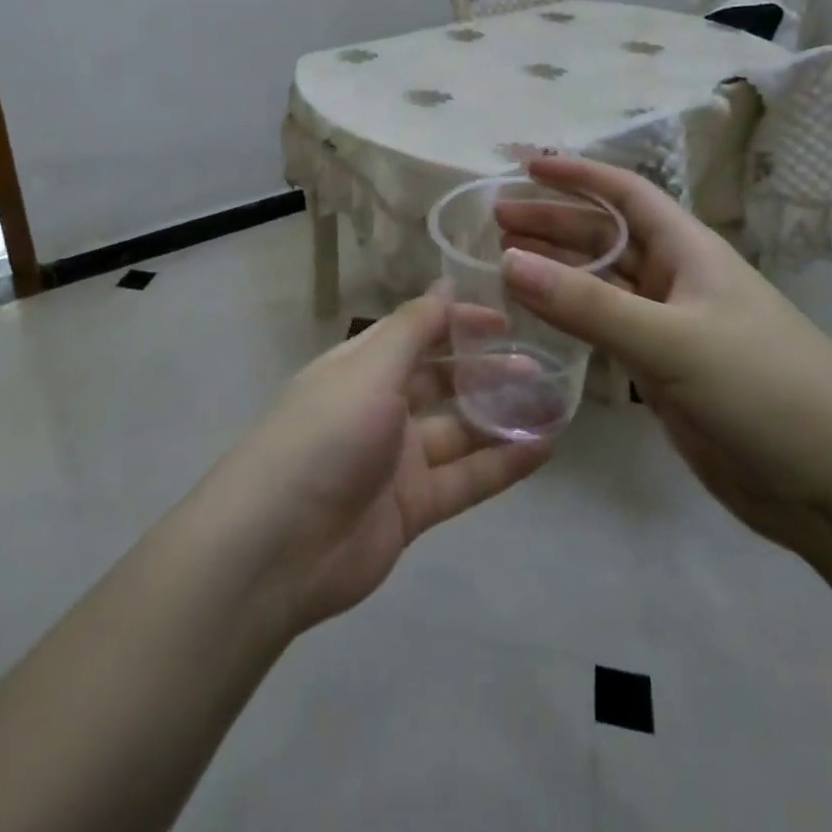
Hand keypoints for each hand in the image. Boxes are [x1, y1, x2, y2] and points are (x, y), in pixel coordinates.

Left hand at [207, 293, 552, 633]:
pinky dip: (502, 464)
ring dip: (502, 417)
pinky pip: (465, 479)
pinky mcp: (412, 507)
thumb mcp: (369, 369)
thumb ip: (413, 328)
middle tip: (538, 366)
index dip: (459, 323)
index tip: (506, 320)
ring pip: (460, 431)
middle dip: (487, 371)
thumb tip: (445, 284)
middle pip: (442, 381)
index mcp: (362, 367)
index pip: (417, 333)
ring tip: (554, 405)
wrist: (277, 546)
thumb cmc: (325, 435)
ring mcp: (397, 459)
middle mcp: (380, 407)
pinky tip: (543, 449)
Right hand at [496, 155, 831, 550]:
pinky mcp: (664, 372)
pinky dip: (570, 318)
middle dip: (554, 223)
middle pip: (606, 237)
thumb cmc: (764, 389)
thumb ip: (588, 303)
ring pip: (602, 285)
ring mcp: (670, 328)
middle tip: (496, 223)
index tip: (526, 165)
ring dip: (557, 270)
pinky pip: (606, 331)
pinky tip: (537, 318)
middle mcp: (678, 280)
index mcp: (690, 251)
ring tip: (502, 263)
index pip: (626, 194)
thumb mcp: (672, 340)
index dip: (578, 174)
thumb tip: (508, 260)